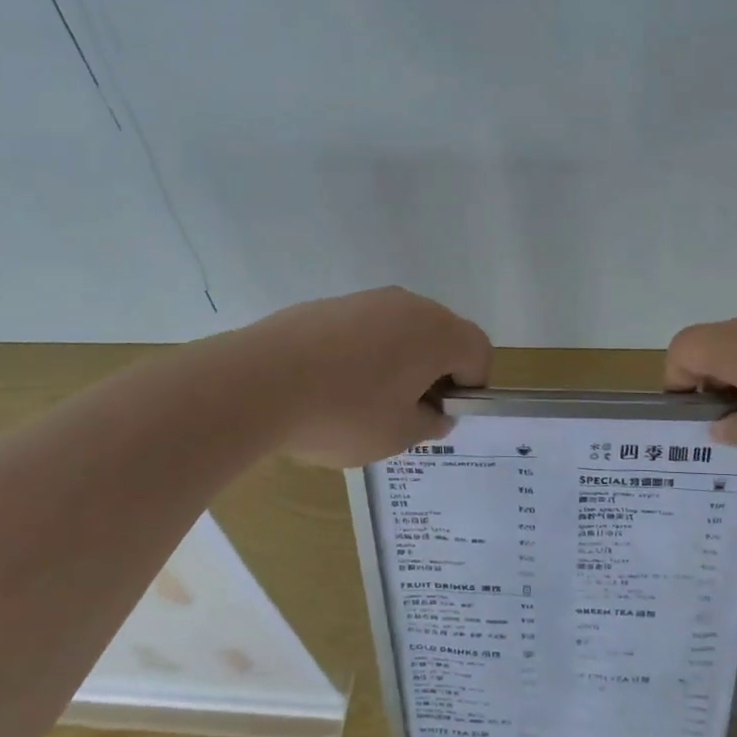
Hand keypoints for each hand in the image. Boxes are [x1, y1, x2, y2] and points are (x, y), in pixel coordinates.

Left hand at [241, 287, 492, 467]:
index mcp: (438, 333)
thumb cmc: (343, 413)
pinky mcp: (330, 305)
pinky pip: (364, 329)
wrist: (257, 382)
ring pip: (401, 331)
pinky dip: (363, 353)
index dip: (471, 387)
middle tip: (407, 412)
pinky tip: (330, 385)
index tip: (440, 414)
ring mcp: (367, 300)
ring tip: (364, 402)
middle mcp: (409, 306)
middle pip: (441, 336)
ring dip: (398, 362)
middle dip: (435, 372)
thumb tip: (435, 414)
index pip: (479, 351)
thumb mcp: (398, 435)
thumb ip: (429, 423)